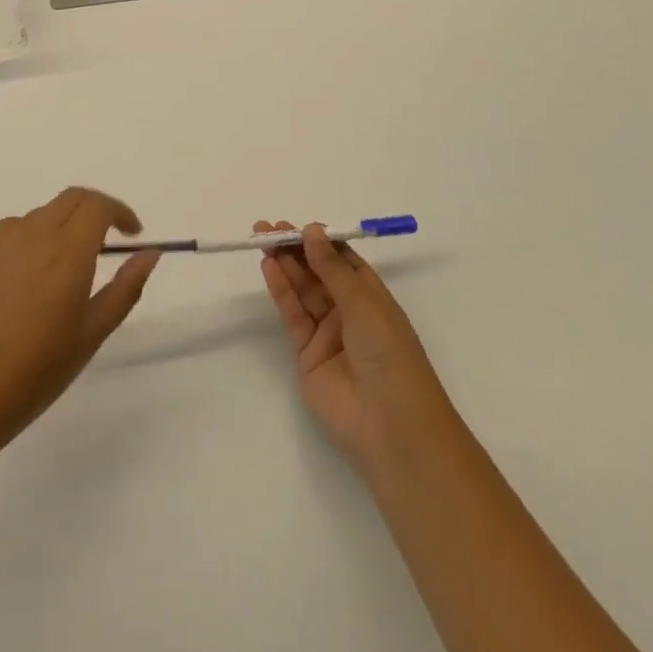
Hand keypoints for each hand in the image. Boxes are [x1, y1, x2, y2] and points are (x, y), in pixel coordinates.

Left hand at [0, 189, 160, 444]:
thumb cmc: (43, 364)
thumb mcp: (95, 329)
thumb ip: (126, 286)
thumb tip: (150, 253)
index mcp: (68, 250)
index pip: (98, 206)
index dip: (121, 212)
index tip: (133, 234)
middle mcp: (36, 233)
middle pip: (73, 199)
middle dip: (97, 210)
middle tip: (110, 241)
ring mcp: (5, 238)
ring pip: (46, 212)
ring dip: (67, 223)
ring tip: (72, 264)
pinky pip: (20, 226)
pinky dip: (38, 234)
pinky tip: (38, 271)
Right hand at [258, 221, 450, 477]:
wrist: (390, 426)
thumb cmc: (390, 357)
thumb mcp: (364, 305)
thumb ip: (332, 269)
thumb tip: (311, 231)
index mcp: (374, 298)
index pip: (344, 261)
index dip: (321, 242)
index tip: (299, 225)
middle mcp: (350, 312)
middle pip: (319, 273)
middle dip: (296, 249)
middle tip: (269, 227)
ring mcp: (328, 334)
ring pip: (303, 291)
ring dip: (284, 264)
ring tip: (262, 238)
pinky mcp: (307, 354)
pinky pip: (293, 314)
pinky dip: (280, 290)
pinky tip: (268, 267)